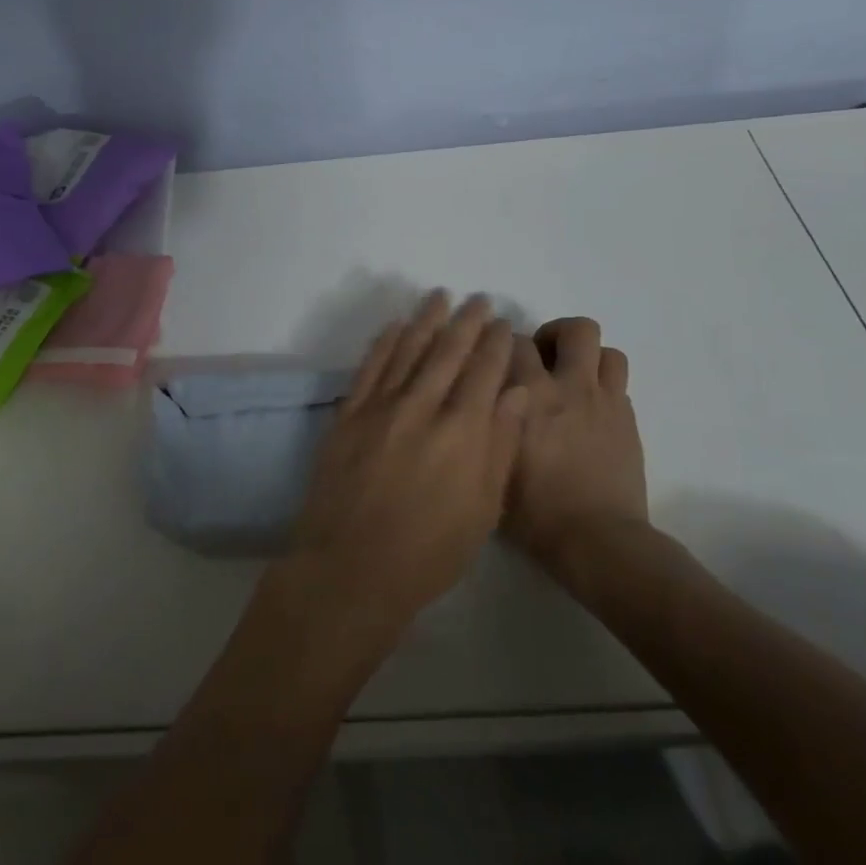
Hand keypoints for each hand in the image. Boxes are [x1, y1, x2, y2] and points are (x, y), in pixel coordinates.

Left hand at [284, 291, 527, 642]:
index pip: (484, 373)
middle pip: (447, 353)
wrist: (352, 567)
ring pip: (408, 351)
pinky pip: (370, 368)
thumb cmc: (429, 551)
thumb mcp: (483, 508)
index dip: (494, 344)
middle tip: (478, 300)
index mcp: (463, 432)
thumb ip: (500, 445)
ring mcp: (380, 408)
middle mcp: (422, 408)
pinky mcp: (348, 416)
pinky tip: (395, 327)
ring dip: (426, 321)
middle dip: (466, 323)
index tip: (502, 324)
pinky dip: (384, 343)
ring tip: (439, 297)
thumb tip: (517, 392)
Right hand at [503, 317, 651, 570]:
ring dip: (586, 355)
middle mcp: (568, 386)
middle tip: (540, 361)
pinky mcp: (627, 417)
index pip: (513, 342)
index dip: (502, 344)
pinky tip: (587, 406)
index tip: (495, 359)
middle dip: (553, 335)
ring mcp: (604, 400)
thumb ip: (487, 422)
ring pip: (605, 348)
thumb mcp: (490, 464)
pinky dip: (602, 381)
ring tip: (570, 377)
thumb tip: (480, 399)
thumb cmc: (533, 511)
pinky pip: (618, 378)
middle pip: (574, 329)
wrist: (596, 539)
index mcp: (528, 396)